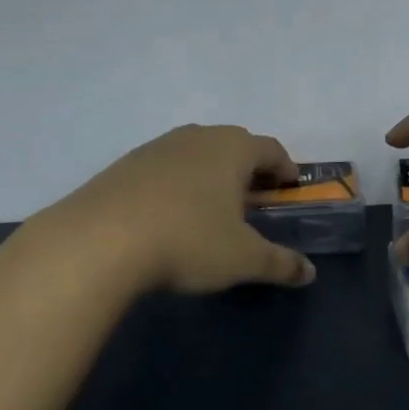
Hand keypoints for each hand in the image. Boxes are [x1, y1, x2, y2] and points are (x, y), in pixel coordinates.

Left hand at [40, 124, 317, 295]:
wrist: (100, 240)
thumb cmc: (188, 241)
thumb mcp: (242, 259)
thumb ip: (280, 264)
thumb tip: (309, 273)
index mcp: (233, 149)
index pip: (271, 149)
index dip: (285, 168)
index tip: (290, 188)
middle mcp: (198, 136)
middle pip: (234, 145)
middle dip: (249, 169)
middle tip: (255, 199)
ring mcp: (158, 146)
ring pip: (197, 153)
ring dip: (211, 173)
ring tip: (211, 207)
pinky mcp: (126, 163)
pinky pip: (165, 167)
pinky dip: (178, 183)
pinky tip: (170, 214)